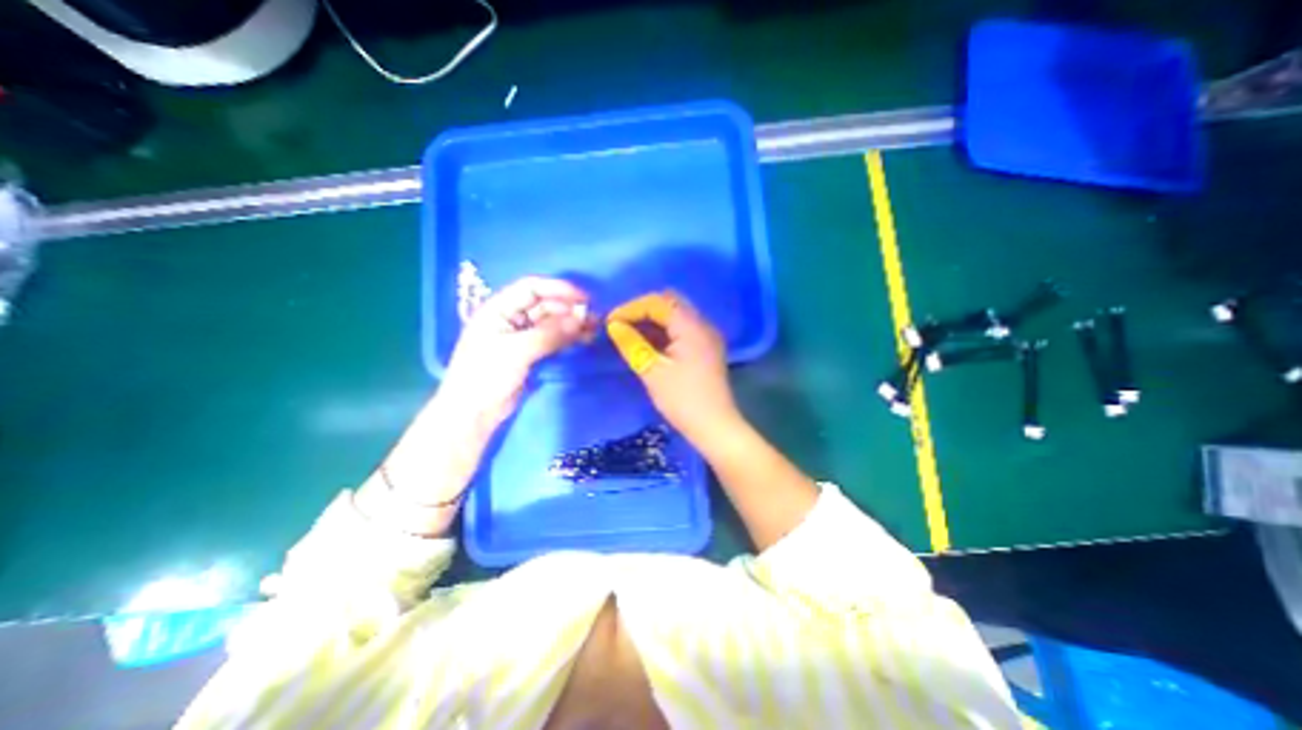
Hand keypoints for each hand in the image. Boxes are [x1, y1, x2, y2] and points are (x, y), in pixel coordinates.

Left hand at [444, 277, 593, 430]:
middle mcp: (510, 318)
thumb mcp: (517, 350)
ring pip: (551, 323)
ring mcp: (521, 337)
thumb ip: (550, 333)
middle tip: (593, 317)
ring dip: (572, 323)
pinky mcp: (530, 354)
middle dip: (569, 308)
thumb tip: (582, 318)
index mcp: (498, 309)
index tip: (584, 298)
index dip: (558, 289)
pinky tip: (584, 338)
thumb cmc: (487, 375)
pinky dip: (568, 337)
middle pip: (544, 305)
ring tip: (595, 327)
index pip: (531, 288)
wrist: (473, 413)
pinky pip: (552, 339)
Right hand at [609, 294, 742, 448]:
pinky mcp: (705, 349)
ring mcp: (706, 336)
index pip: (658, 302)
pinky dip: (663, 332)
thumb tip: (614, 325)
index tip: (610, 322)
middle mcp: (702, 324)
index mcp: (691, 326)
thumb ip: (632, 344)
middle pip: (669, 303)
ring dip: (652, 320)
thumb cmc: (683, 400)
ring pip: (676, 315)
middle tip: (620, 324)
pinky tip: (647, 343)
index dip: (631, 308)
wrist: (715, 427)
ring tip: (628, 333)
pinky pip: (681, 329)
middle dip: (642, 310)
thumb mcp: (652, 372)